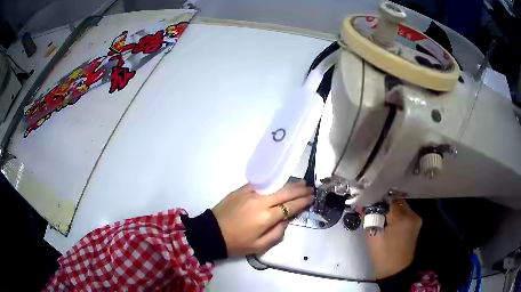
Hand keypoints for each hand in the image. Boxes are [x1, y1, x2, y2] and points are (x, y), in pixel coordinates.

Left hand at [212, 181, 313, 256]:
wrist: (212, 232)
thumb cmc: (237, 243)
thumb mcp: (260, 246)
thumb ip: (278, 232)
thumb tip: (288, 219)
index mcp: (266, 217)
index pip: (290, 206)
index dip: (303, 202)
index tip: (312, 198)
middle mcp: (261, 202)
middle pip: (285, 192)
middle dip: (300, 190)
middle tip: (310, 188)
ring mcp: (251, 193)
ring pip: (275, 185)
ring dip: (290, 184)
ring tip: (301, 183)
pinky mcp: (241, 189)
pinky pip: (261, 183)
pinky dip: (273, 182)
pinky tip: (280, 182)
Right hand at [364, 198, 421, 279]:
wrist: (395, 271)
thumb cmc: (382, 256)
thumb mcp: (372, 237)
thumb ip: (368, 218)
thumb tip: (362, 206)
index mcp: (402, 218)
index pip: (388, 199)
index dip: (377, 200)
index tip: (368, 202)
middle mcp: (412, 215)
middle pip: (396, 201)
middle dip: (384, 203)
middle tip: (373, 209)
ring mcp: (416, 219)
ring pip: (401, 206)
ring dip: (390, 208)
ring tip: (380, 215)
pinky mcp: (416, 224)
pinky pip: (405, 213)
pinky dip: (396, 214)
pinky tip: (389, 221)